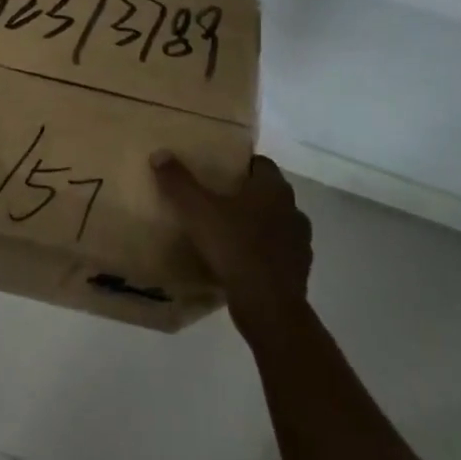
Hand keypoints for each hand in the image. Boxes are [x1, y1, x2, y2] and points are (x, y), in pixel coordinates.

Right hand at [152, 151, 311, 336]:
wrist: (268, 306)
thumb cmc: (234, 247)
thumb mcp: (197, 211)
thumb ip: (178, 182)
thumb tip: (160, 153)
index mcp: (273, 188)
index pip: (260, 163)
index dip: (240, 165)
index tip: (218, 173)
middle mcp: (293, 209)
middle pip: (269, 193)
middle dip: (247, 195)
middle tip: (217, 201)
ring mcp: (300, 241)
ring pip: (276, 223)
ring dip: (258, 225)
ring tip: (229, 233)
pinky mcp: (299, 270)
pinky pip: (279, 252)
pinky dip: (264, 252)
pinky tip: (242, 261)